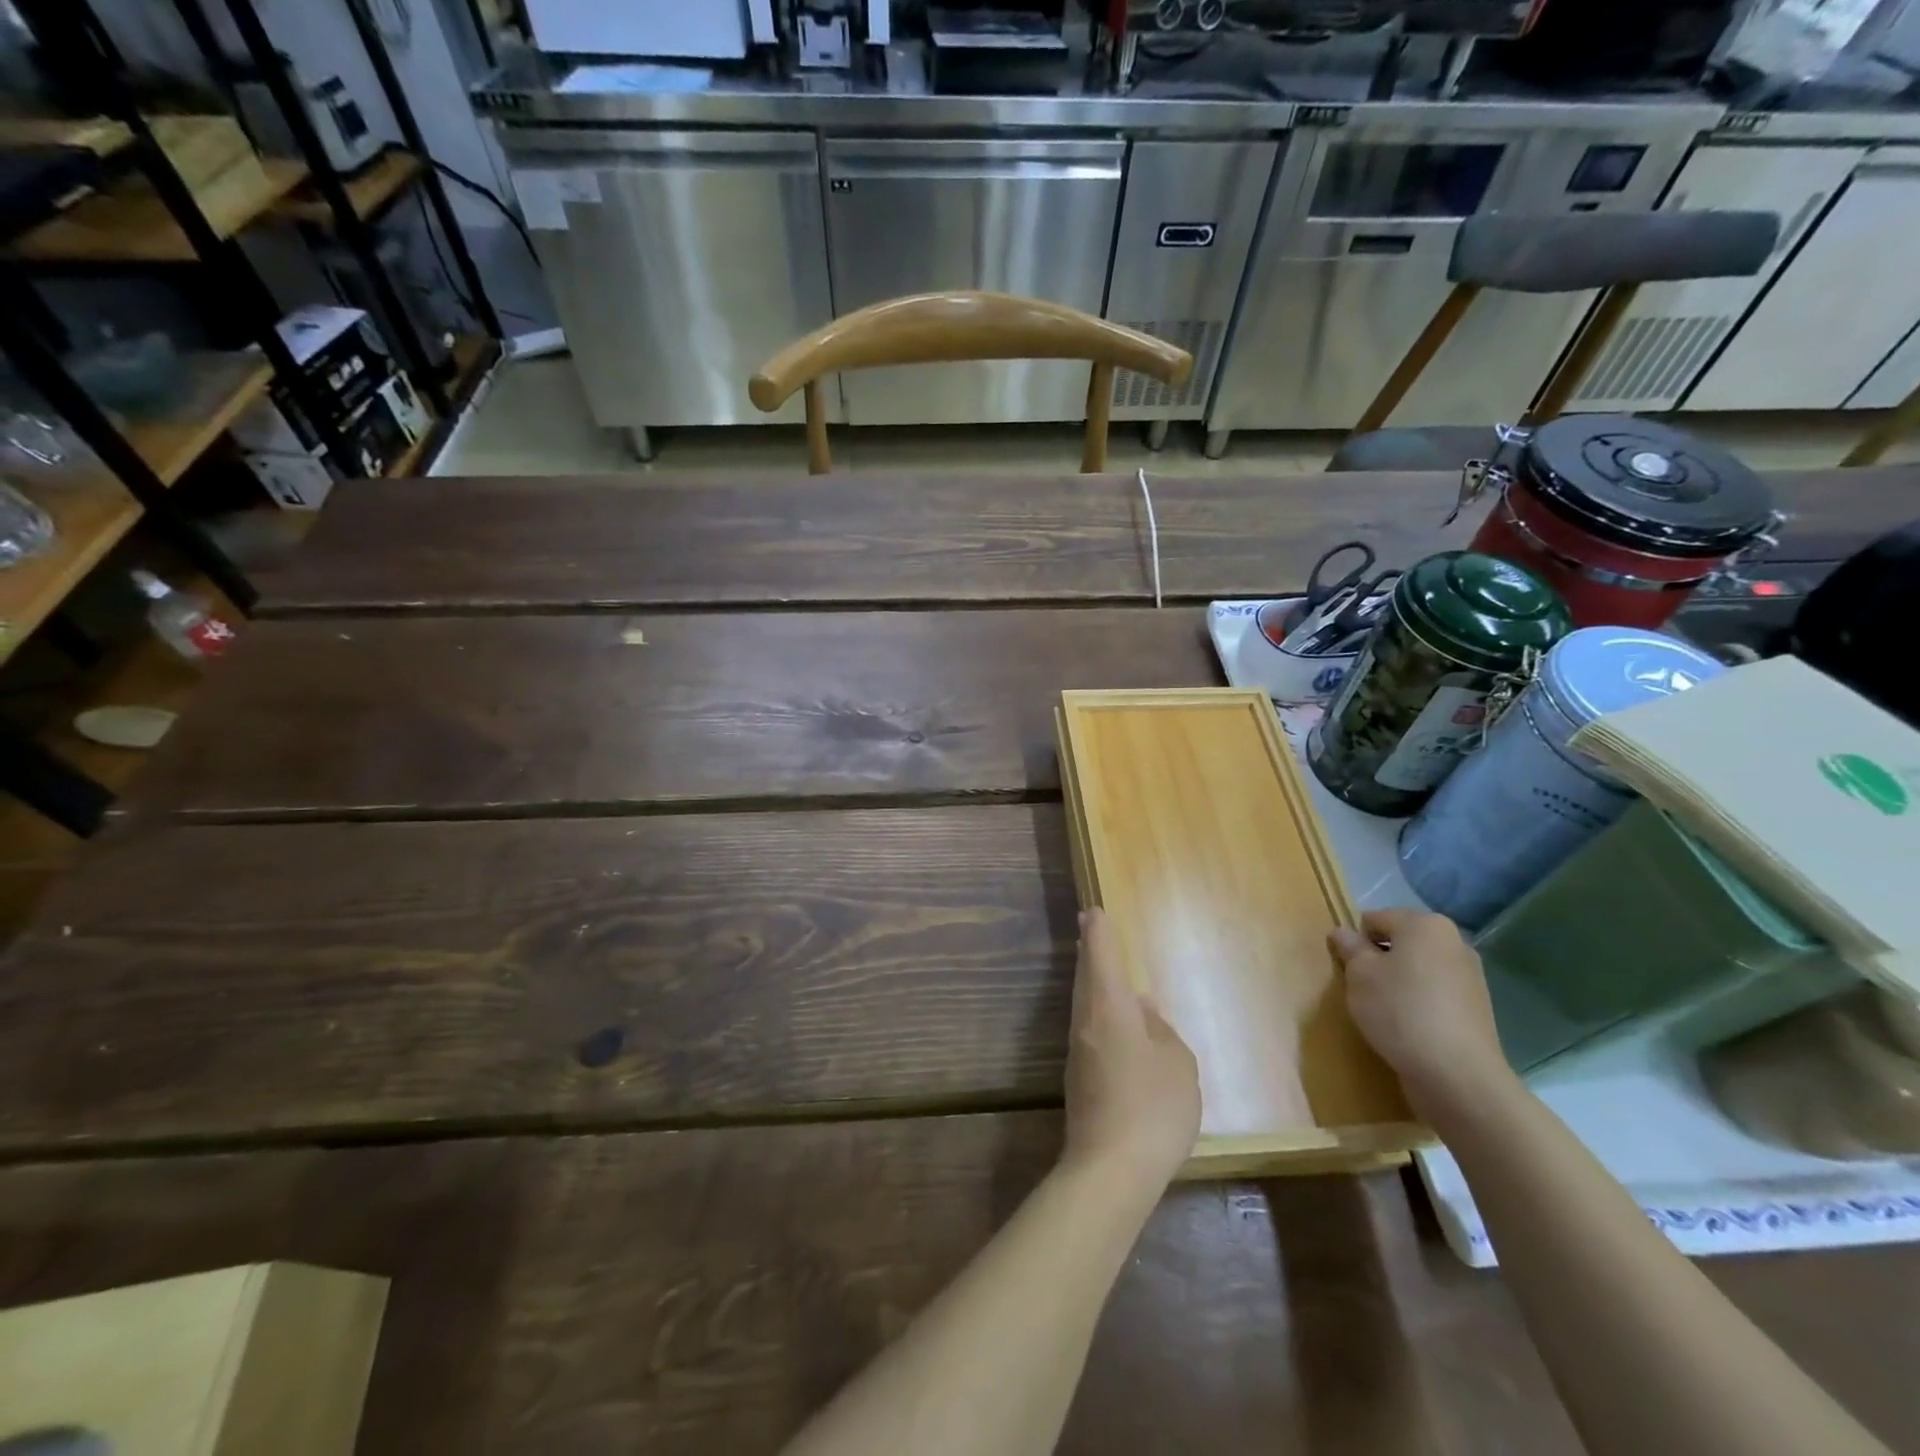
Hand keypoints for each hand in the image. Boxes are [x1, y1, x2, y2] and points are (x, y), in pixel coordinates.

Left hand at [1062, 909, 1200, 1189]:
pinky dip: (1097, 1010)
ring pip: (1084, 1002)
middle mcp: (1086, 1021)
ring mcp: (1079, 1050)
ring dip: (1092, 980)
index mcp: (1109, 1007)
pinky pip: (1089, 1028)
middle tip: (1090, 927)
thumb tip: (1143, 1011)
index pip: (1100, 956)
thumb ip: (1161, 1031)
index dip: (1098, 931)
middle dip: (1090, 950)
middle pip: (1086, 976)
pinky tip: (1113, 1020)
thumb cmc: (1152, 1106)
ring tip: (1101, 965)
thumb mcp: (1176, 1064)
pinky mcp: (1079, 1077)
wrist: (1110, 1168)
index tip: (1093, 910)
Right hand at [1329, 907, 1515, 1122]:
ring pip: (1418, 969)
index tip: (1347, 969)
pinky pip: (1435, 994)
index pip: (1375, 919)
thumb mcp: (1360, 975)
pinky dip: (1419, 1003)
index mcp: (1425, 924)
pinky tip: (1409, 1028)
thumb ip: (1350, 948)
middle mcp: (1454, 942)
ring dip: (1399, 983)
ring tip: (1385, 1012)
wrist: (1458, 1075)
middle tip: (1362, 989)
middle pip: (1401, 942)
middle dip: (1379, 960)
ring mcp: (1471, 976)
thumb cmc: (1400, 1011)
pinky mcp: (1477, 1008)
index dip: (1355, 941)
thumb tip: (1343, 932)